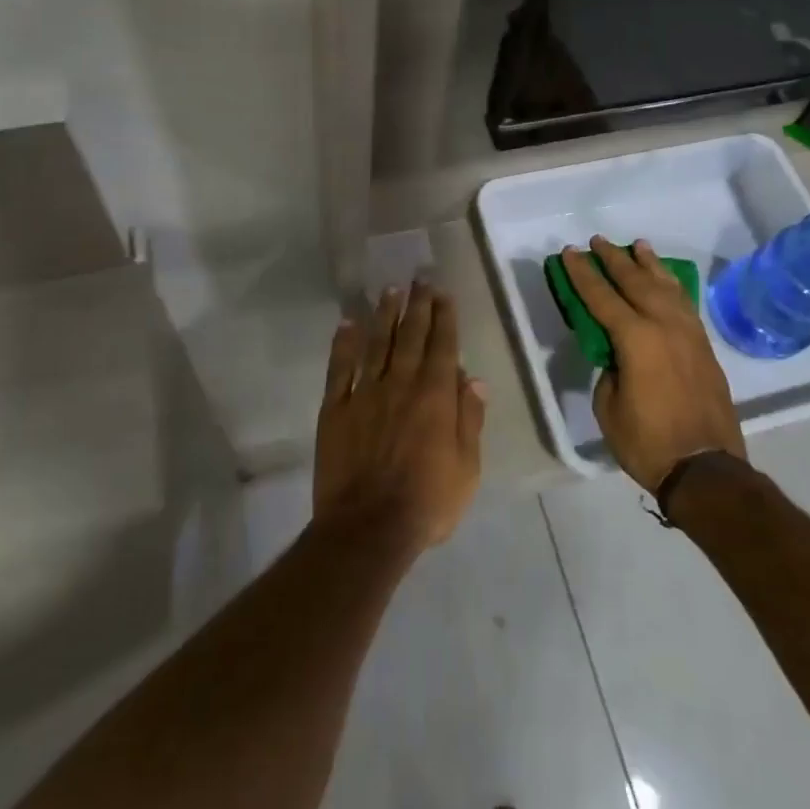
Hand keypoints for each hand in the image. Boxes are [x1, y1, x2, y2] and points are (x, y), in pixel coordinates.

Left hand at [314, 282, 485, 551]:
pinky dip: (344, 344)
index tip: (443, 293)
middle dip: (417, 305)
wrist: (368, 528)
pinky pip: (340, 369)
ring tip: (390, 291)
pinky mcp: (336, 409)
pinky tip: (347, 324)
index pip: (443, 345)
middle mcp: (401, 384)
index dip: (444, 317)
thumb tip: (473, 378)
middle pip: (411, 336)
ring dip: (384, 315)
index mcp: (436, 396)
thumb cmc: (427, 502)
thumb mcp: (467, 467)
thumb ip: (470, 418)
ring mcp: (365, 393)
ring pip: (377, 344)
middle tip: (419, 279)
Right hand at [561, 237, 745, 493]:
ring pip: (666, 287)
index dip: (583, 274)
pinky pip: (684, 304)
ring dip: (648, 265)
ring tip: (638, 246)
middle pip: (635, 282)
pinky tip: (666, 281)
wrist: (706, 469)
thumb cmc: (648, 442)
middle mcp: (664, 325)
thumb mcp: (609, 407)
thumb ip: (609, 369)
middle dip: (614, 259)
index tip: (570, 252)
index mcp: (636, 338)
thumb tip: (618, 355)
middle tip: (598, 241)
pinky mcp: (703, 346)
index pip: (602, 296)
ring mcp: (689, 334)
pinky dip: (672, 286)